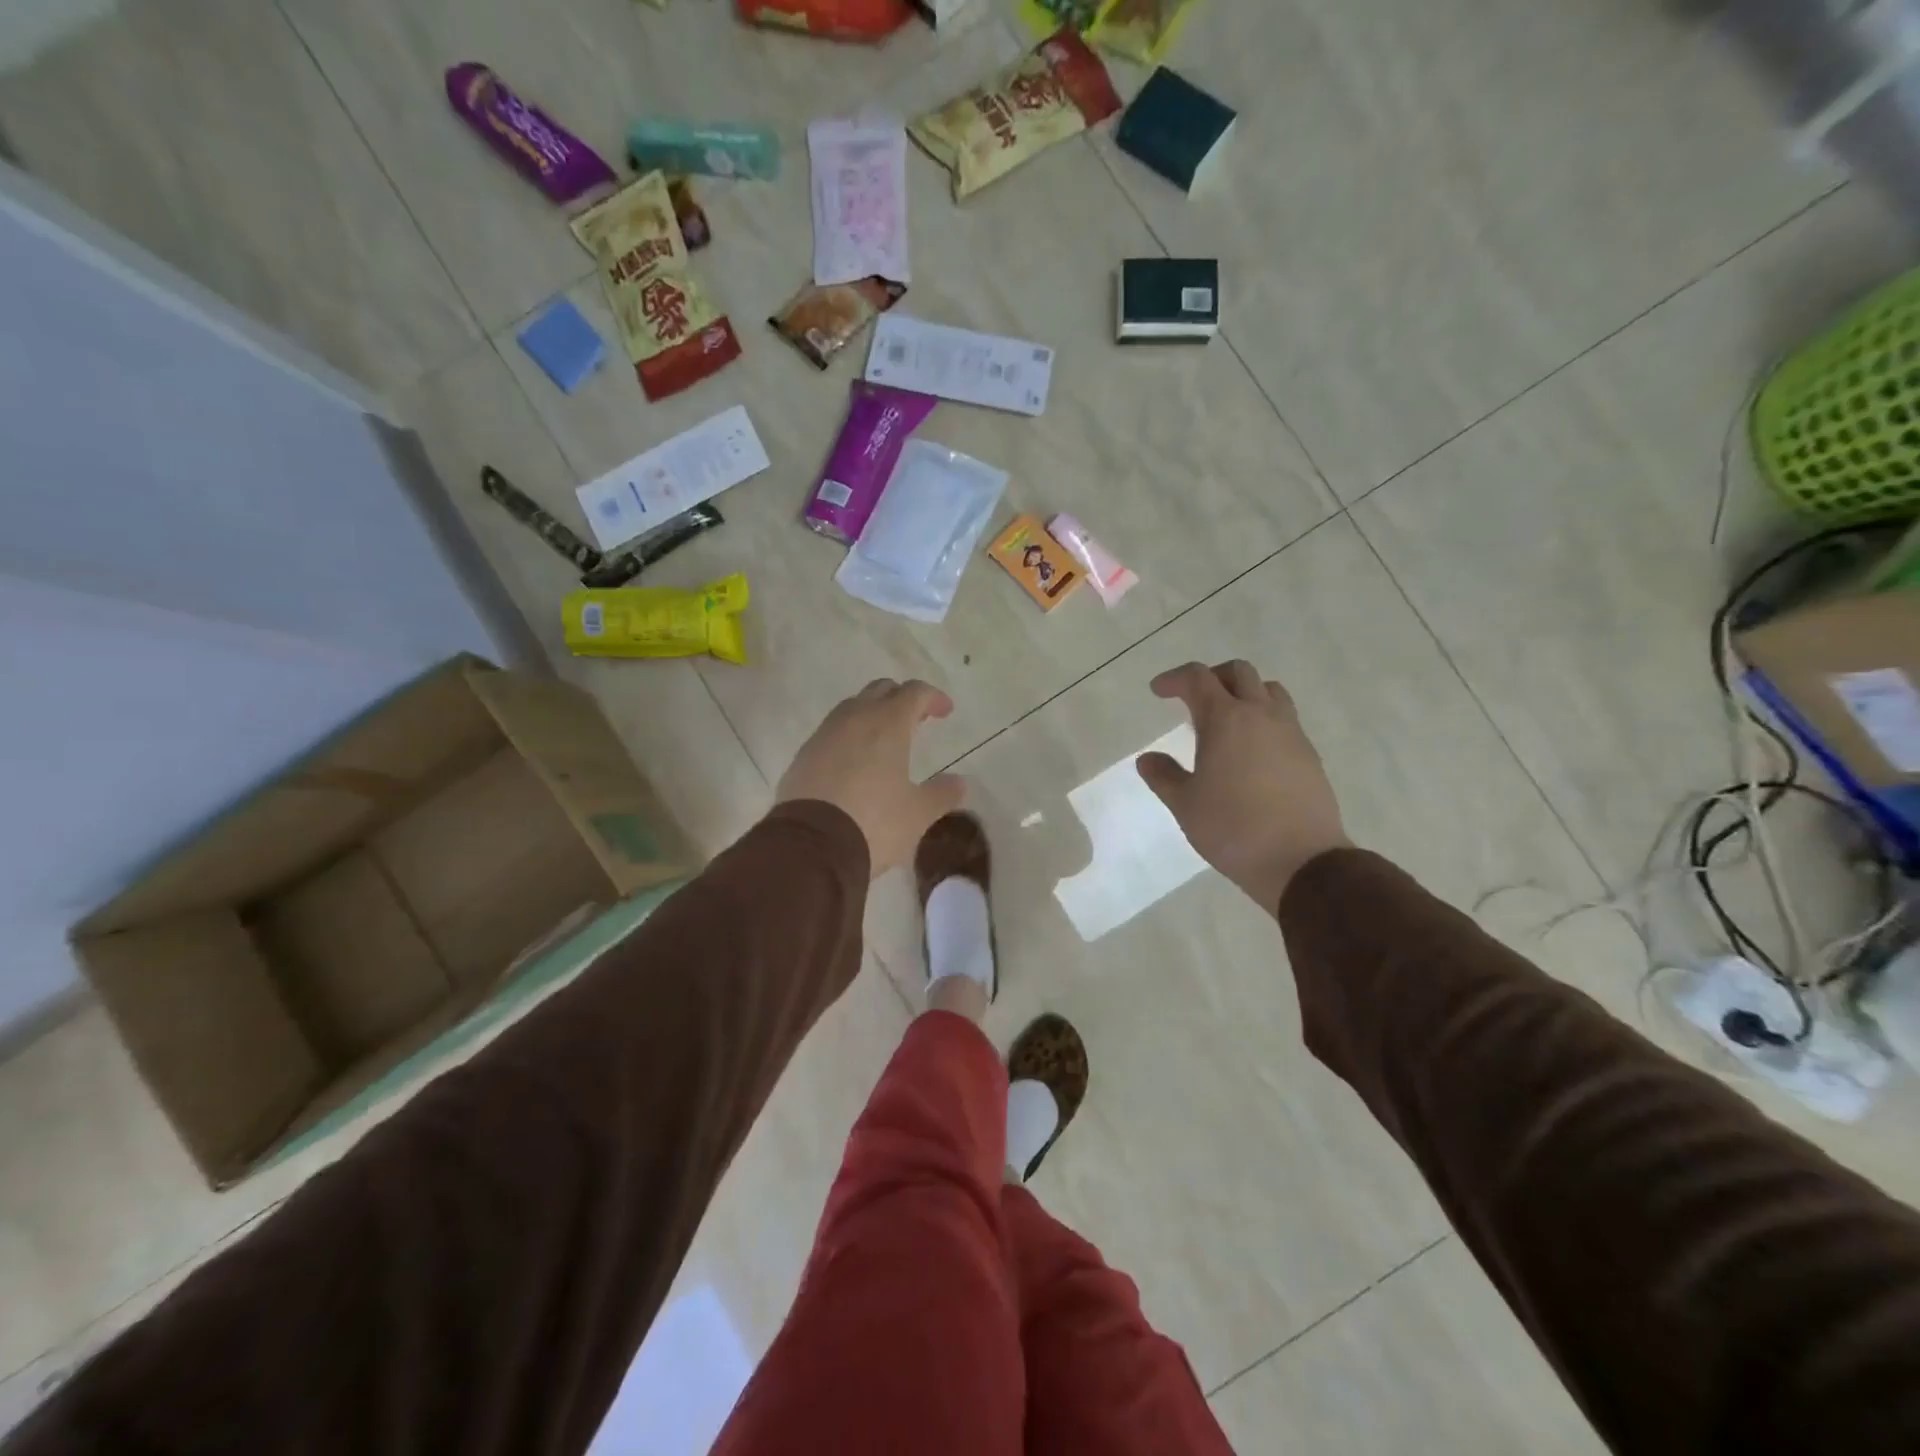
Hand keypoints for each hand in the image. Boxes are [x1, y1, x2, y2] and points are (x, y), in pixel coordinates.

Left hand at [777, 679, 965, 878]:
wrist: (810, 847)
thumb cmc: (874, 823)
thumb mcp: (918, 814)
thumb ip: (942, 794)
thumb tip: (960, 783)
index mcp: (888, 724)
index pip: (914, 693)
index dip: (933, 697)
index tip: (946, 711)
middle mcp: (854, 720)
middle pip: (880, 691)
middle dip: (901, 698)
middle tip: (916, 719)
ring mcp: (824, 736)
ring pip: (851, 708)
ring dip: (872, 714)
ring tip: (885, 740)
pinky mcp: (803, 756)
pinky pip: (831, 733)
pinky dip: (848, 737)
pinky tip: (854, 762)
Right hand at [1136, 661, 1349, 911]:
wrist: (1301, 861)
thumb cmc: (1232, 829)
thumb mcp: (1185, 805)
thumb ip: (1163, 776)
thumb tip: (1147, 759)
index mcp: (1225, 720)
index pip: (1197, 678)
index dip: (1174, 679)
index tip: (1159, 691)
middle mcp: (1261, 715)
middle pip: (1239, 673)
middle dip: (1211, 677)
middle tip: (1192, 699)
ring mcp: (1291, 733)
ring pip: (1269, 691)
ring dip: (1244, 693)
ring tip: (1226, 720)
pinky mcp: (1309, 754)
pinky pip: (1285, 719)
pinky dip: (1263, 719)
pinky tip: (1251, 751)